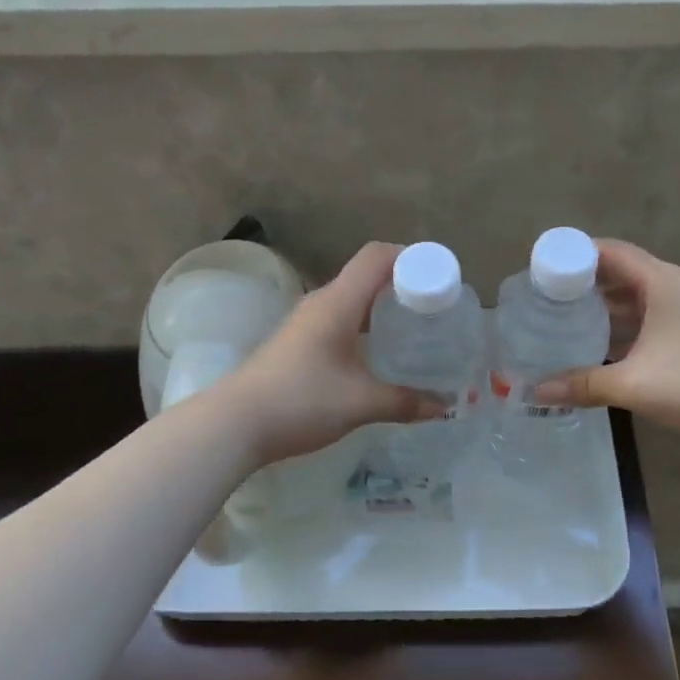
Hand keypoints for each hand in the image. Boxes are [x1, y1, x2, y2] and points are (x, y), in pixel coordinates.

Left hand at [220, 242, 443, 465]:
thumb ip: (405, 402)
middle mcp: (322, 303)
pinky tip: (376, 351)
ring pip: (352, 298)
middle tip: (434, 306)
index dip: (410, 257)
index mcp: (338, 302)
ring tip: (412, 327)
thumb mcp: (360, 403)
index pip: (377, 256)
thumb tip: (444, 407)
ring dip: (382, 305)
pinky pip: (339, 318)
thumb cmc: (301, 401)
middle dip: (402, 283)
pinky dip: (364, 323)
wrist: (235, 423)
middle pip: (366, 274)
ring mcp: (306, 322)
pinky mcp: (297, 342)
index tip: (439, 276)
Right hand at [533, 240, 679, 441]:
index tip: (542, 267)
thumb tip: (536, 392)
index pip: (609, 251)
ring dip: (600, 305)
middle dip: (582, 282)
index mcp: (659, 282)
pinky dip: (618, 324)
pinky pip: (643, 316)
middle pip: (618, 272)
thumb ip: (583, 384)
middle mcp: (670, 287)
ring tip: (562, 318)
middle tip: (544, 295)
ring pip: (631, 297)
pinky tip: (595, 344)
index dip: (575, 254)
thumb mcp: (633, 383)